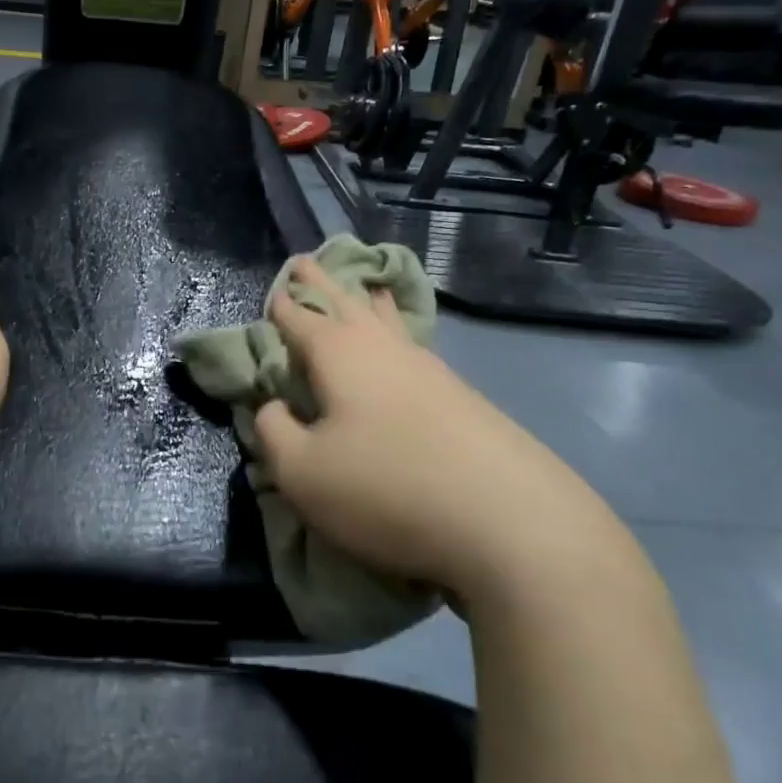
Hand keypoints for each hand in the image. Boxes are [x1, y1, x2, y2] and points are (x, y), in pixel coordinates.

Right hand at [252, 257, 622, 601]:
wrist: (509, 521)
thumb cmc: (386, 487)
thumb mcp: (301, 471)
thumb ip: (273, 431)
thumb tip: (272, 406)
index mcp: (339, 353)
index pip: (299, 318)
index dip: (282, 305)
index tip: (273, 290)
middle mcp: (384, 348)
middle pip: (347, 303)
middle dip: (323, 284)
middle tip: (307, 261)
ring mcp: (429, 369)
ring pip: (389, 321)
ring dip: (369, 302)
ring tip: (366, 289)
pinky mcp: (462, 397)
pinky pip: (415, 346)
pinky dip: (400, 332)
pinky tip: (404, 343)